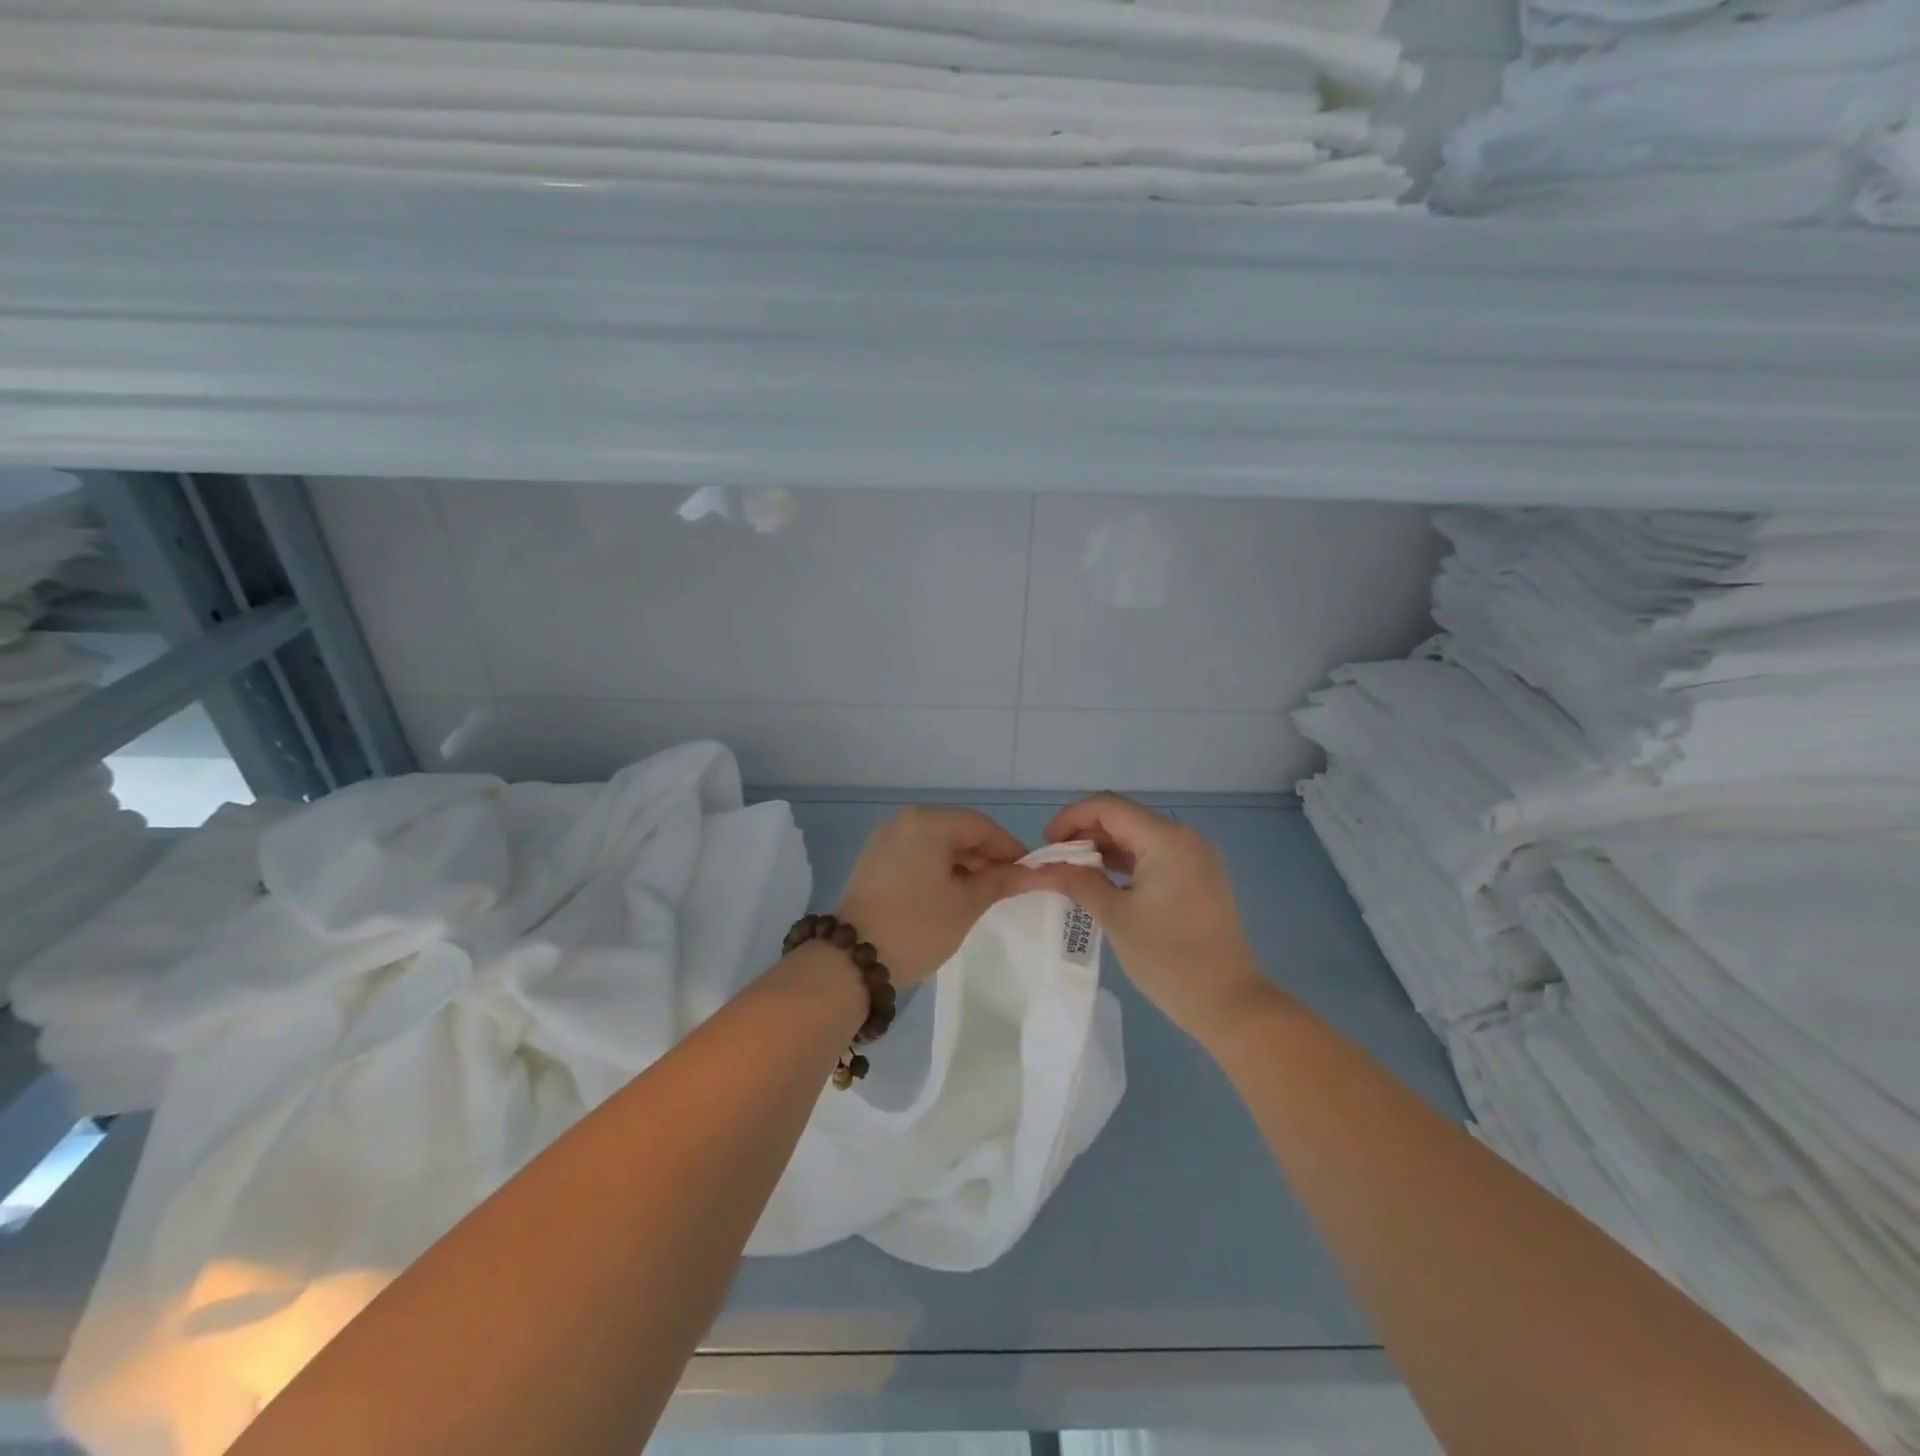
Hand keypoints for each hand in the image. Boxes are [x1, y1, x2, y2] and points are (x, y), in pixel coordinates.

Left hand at [831, 806, 1029, 988]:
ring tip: (985, 894)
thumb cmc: (917, 926)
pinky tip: (953, 894)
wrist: (853, 960)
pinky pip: (918, 855)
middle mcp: (904, 822)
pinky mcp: (874, 862)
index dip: (1009, 848)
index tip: (1030, 873)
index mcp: (927, 823)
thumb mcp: (966, 904)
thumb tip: (1033, 873)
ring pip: (937, 844)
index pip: (981, 826)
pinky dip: (940, 870)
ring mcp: (885, 841)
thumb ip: (1000, 881)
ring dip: (964, 864)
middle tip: (1010, 887)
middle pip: (958, 831)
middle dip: (986, 857)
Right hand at [1017, 794, 1271, 1042]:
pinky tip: (1103, 883)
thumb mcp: (1115, 917)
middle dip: (1084, 833)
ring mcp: (1196, 857)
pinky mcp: (1199, 877)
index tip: (1045, 845)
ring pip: (1138, 836)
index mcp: (1166, 839)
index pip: (1108, 807)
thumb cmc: (1168, 959)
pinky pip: (1154, 855)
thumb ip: (1077, 882)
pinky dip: (1125, 862)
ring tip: (1072, 874)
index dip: (1070, 818)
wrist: (1229, 1003)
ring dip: (1103, 848)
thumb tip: (1041, 867)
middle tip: (1054, 862)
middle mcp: (1184, 837)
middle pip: (1124, 817)